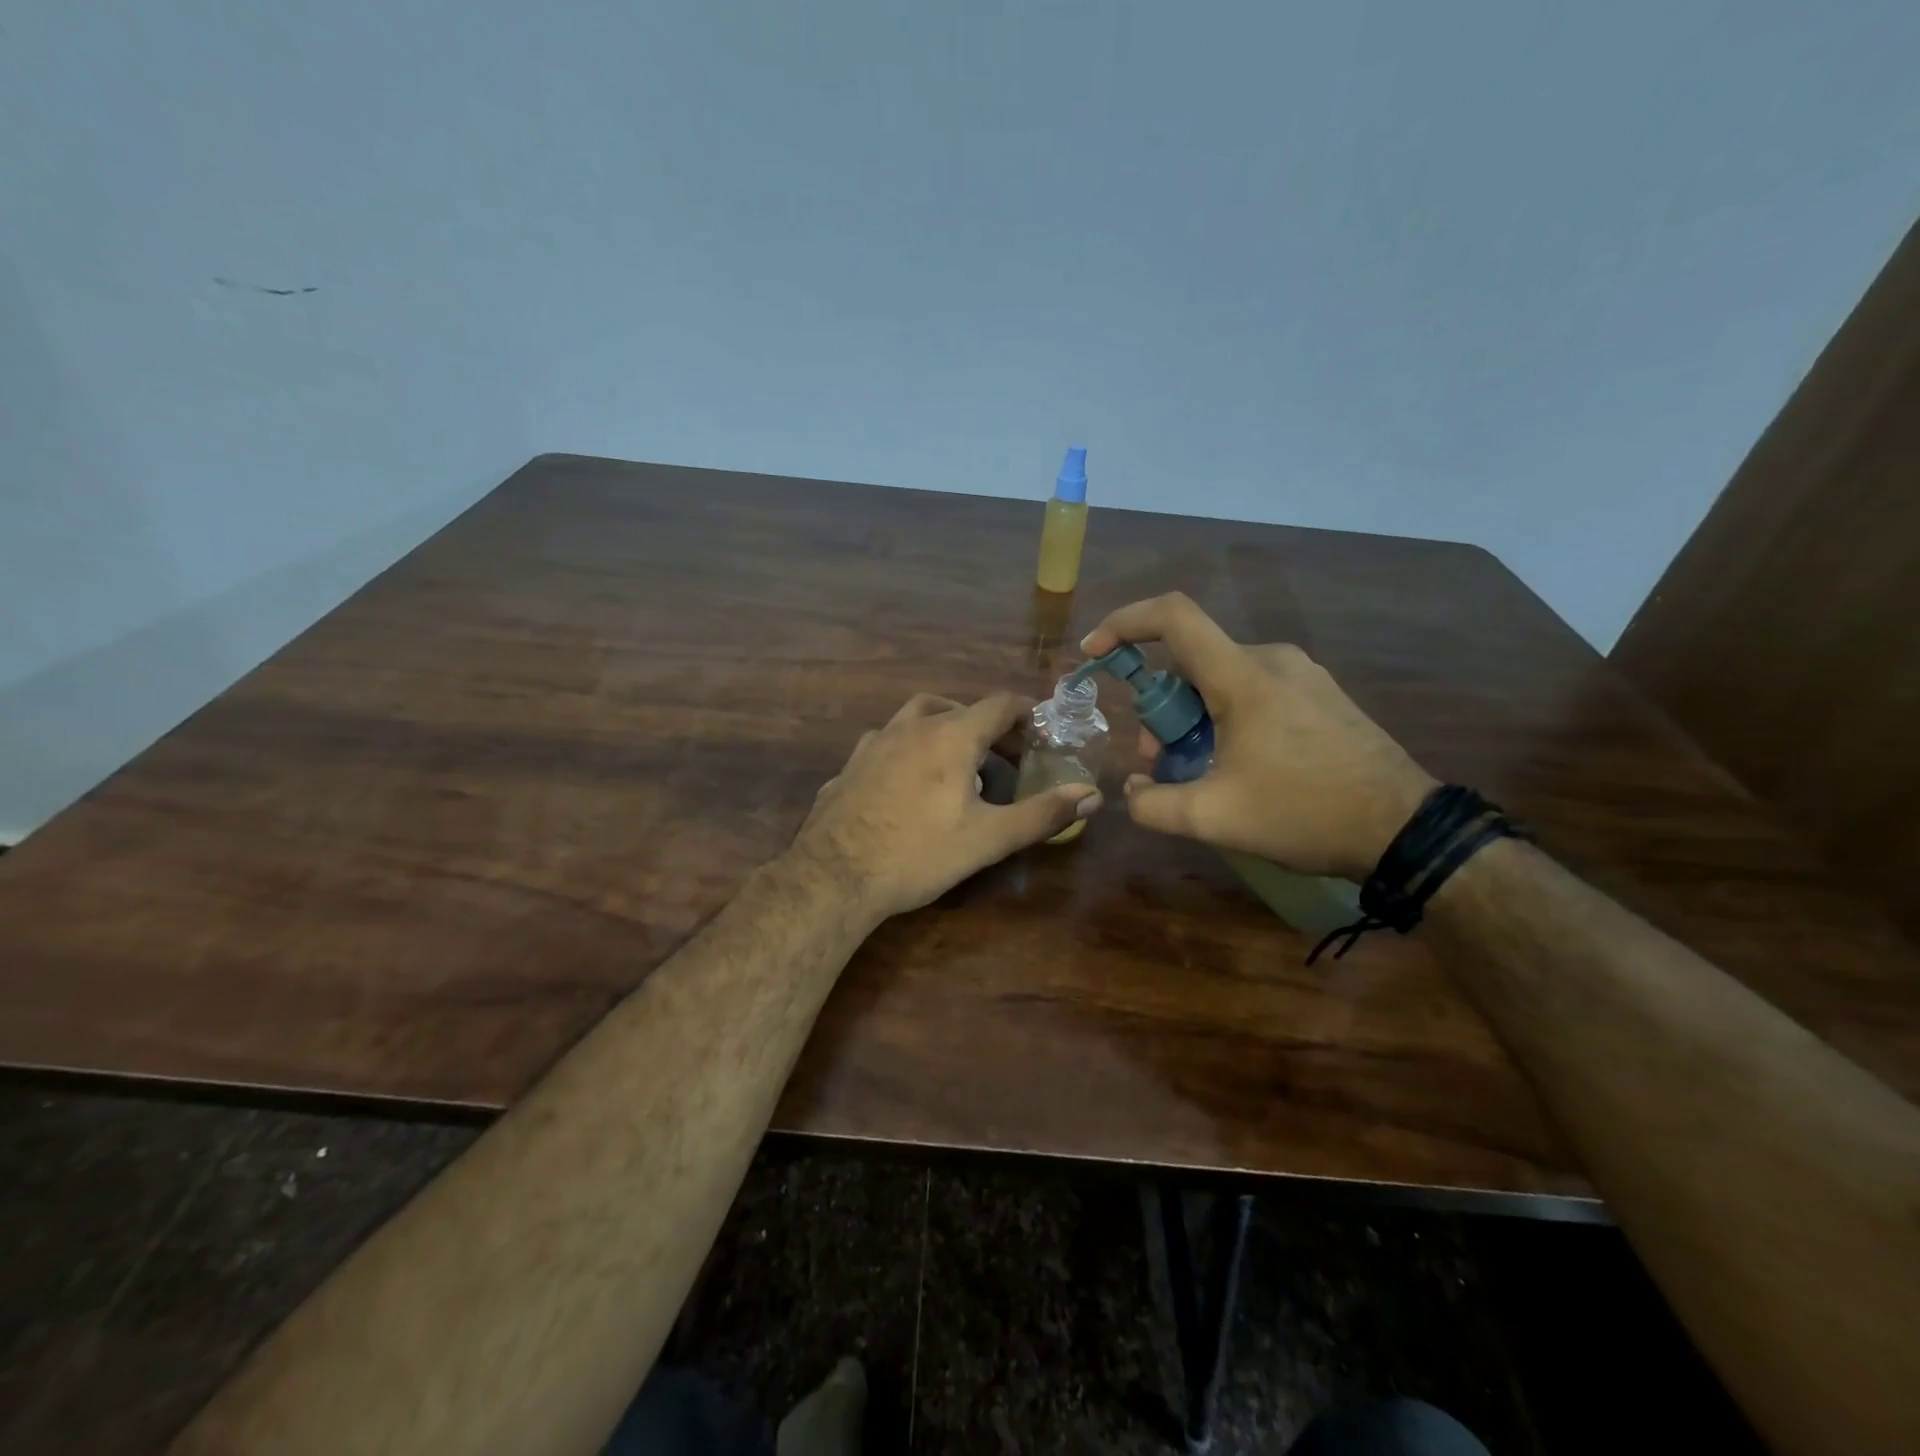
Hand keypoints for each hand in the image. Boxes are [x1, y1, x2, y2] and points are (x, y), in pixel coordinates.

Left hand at [790, 693, 1102, 922]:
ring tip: (956, 763)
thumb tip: (1092, 794)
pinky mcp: (849, 766)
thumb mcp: (989, 838)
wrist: (834, 876)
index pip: (998, 705)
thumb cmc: (919, 853)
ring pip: (915, 718)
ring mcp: (873, 744)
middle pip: (956, 707)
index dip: (1025, 713)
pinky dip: (908, 750)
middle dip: (986, 725)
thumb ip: (1042, 814)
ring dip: (943, 729)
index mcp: (950, 736)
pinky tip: (908, 784)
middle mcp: (910, 727)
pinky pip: (887, 744)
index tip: (1041, 731)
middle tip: (1004, 755)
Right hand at [1081, 593, 1435, 879]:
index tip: (1094, 651)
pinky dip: (1225, 717)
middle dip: (1159, 708)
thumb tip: (1131, 792)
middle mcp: (1272, 659)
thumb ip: (1153, 805)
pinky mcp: (1320, 694)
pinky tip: (1236, 764)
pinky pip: (1252, 689)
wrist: (1404, 830)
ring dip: (1192, 717)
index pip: (1173, 617)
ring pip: (1220, 678)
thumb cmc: (1304, 814)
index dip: (1124, 622)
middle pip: (1191, 662)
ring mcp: (1302, 675)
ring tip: (1197, 770)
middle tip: (1156, 760)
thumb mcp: (1214, 818)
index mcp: (1243, 676)